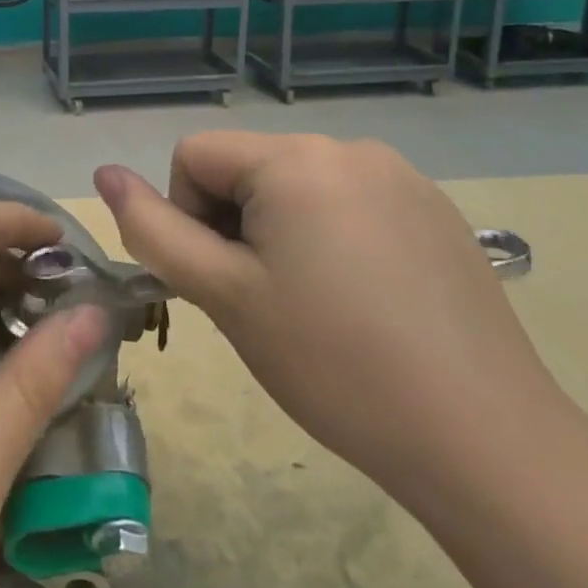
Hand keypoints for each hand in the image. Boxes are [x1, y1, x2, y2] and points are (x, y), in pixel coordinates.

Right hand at [95, 132, 560, 500]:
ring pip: (294, 187)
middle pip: (246, 168)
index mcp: (295, 158)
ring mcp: (401, 176)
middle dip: (233, 225)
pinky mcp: (434, 210)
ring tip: (312, 305)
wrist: (483, 440)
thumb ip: (153, 228)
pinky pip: (348, 203)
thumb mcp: (223, 294)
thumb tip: (103, 173)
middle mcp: (350, 147)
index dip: (187, 216)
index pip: (194, 156)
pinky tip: (362, 301)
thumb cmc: (332, 362)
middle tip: (263, 301)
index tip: (221, 280)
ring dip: (278, 232)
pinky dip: (330, 238)